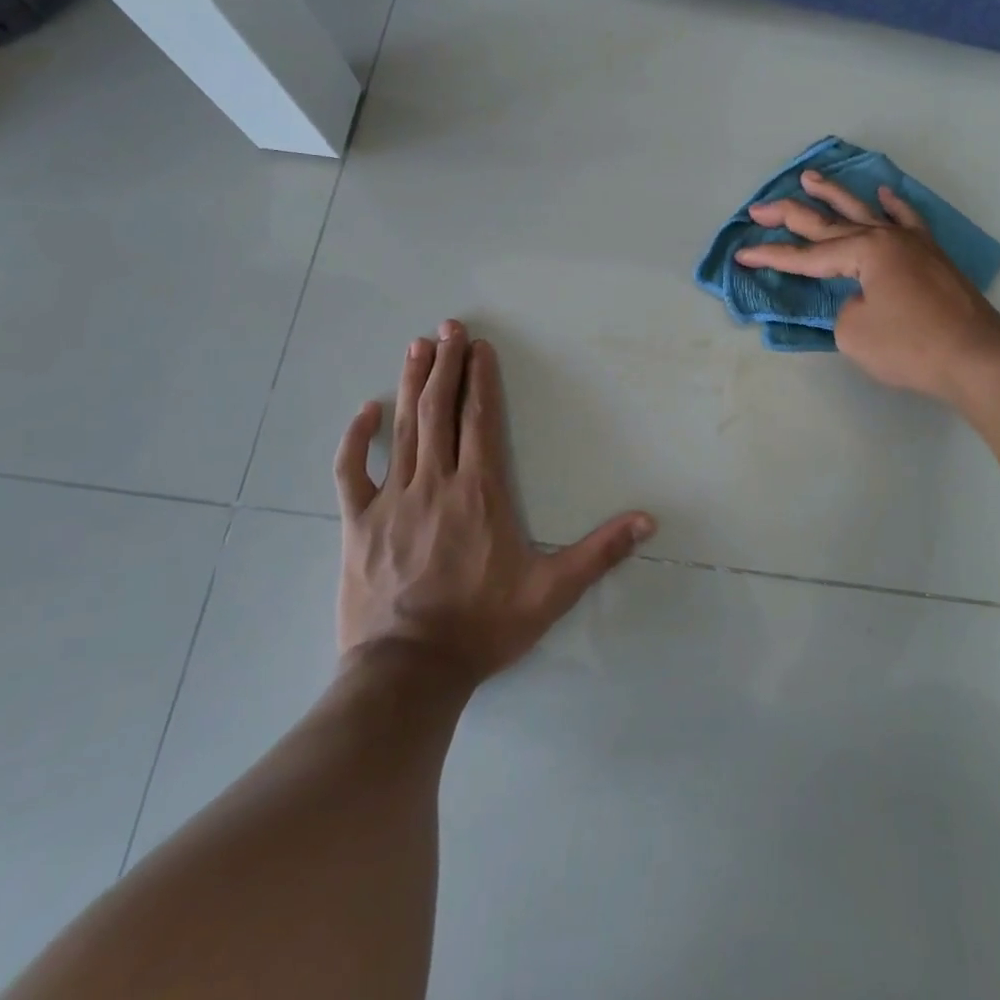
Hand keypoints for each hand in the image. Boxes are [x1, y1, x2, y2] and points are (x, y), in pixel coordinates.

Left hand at [334, 320, 655, 685]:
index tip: (481, 347)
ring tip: (418, 347)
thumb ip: (599, 553)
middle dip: (446, 365)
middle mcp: (436, 483)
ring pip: (403, 429)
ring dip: (410, 384)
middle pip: (440, 411)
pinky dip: (356, 438)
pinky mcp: (358, 524)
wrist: (409, 672)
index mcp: (480, 492)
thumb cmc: (482, 626)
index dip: (481, 380)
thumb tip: (648, 521)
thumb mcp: (551, 592)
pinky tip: (365, 411)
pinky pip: (352, 472)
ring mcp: (392, 500)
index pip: (481, 420)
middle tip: (448, 327)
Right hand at [735, 169, 999, 403]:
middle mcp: (886, 237)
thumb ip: (842, 309)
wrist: (978, 358)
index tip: (741, 253)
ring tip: (810, 176)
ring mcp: (912, 244)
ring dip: (834, 195)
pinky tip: (883, 193)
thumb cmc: (912, 347)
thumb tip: (857, 300)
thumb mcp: (855, 333)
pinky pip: (908, 221)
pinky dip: (893, 206)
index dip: (771, 256)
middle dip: (790, 216)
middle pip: (829, 224)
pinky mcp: (932, 257)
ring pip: (865, 212)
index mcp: (864, 251)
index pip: (807, 255)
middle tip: (759, 208)